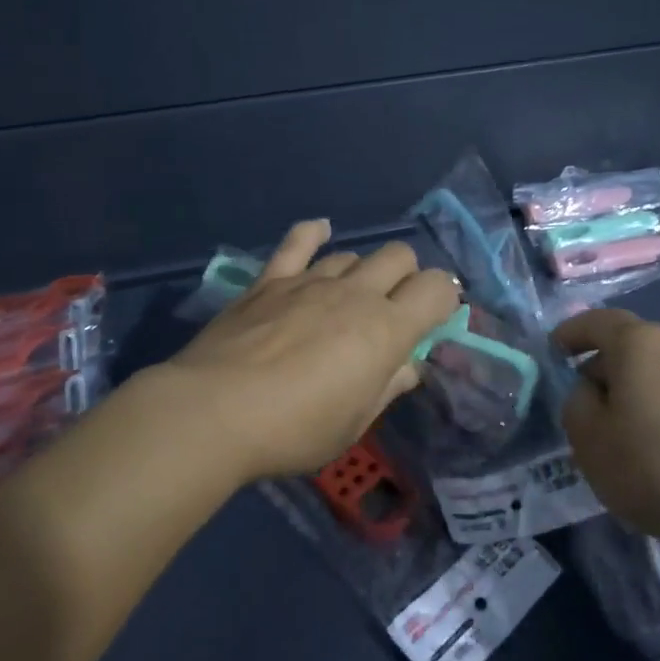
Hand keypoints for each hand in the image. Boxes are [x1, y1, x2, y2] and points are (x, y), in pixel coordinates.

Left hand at [163, 220, 460, 482]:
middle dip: (407, 277)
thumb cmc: (294, 430)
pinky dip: (313, 233)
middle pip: (399, 257)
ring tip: (349, 299)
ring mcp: (310, 281)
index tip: (434, 320)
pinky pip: (297, 242)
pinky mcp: (270, 280)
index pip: (437, 288)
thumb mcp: (354, 423)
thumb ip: (388, 387)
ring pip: (353, 254)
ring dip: (362, 272)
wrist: (214, 412)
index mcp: (386, 329)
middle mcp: (355, 293)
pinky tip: (320, 230)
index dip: (444, 298)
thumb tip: (409, 366)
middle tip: (394, 310)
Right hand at [554, 308, 659, 549]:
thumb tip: (591, 392)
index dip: (571, 333)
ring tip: (623, 438)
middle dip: (604, 370)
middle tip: (585, 407)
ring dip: (636, 396)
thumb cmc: (655, 464)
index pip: (597, 322)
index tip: (554, 351)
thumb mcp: (590, 440)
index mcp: (639, 343)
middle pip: (631, 348)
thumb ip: (577, 406)